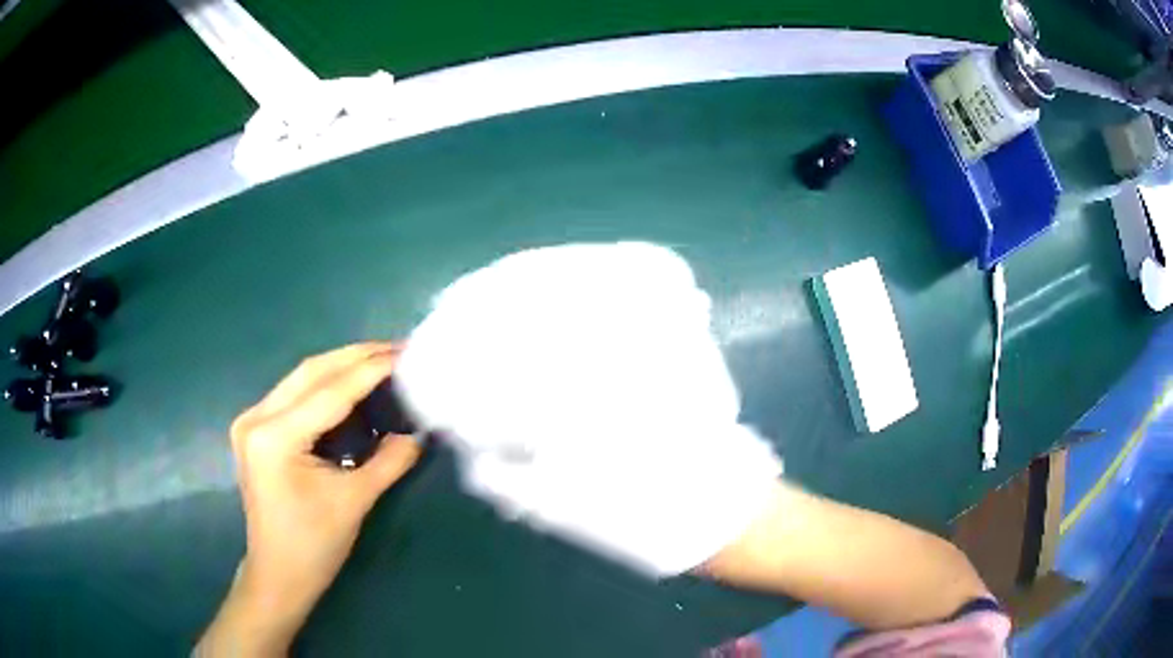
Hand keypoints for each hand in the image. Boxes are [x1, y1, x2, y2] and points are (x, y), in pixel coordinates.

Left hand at [198, 343, 421, 655]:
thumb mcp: (355, 502)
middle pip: (311, 372)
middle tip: (397, 348)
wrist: (278, 573)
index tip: (407, 353)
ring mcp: (250, 421)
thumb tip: (419, 431)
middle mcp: (256, 418)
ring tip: (380, 359)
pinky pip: (294, 394)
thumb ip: (389, 461)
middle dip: (356, 356)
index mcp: (275, 438)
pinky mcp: (255, 429)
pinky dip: (325, 385)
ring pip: (301, 378)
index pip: (330, 392)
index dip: (371, 370)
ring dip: (340, 366)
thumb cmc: (314, 545)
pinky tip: (350, 383)